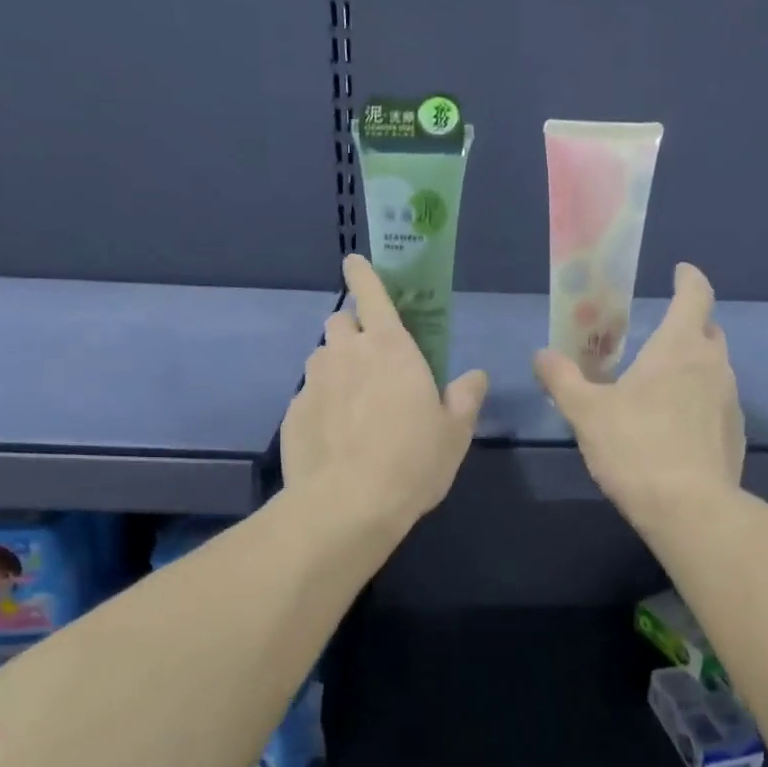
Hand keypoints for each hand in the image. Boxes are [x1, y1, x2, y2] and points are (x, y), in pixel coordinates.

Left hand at [281, 254, 487, 530]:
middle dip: (353, 330)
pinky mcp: (293, 413)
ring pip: (322, 358)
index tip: (354, 262)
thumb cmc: (413, 461)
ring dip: (337, 367)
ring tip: (353, 403)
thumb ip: (465, 397)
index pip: (372, 294)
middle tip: (371, 359)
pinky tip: (335, 436)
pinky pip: (308, 396)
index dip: (363, 274)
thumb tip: (475, 376)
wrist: (348, 504)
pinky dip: (321, 404)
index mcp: (390, 348)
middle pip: (341, 321)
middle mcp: (346, 354)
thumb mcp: (454, 432)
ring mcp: (313, 383)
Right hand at [534, 263, 744, 525]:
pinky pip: (717, 404)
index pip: (695, 295)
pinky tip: (676, 427)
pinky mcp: (736, 435)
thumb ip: (562, 379)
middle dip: (689, 324)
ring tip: (662, 384)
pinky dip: (699, 402)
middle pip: (708, 330)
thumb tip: (541, 355)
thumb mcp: (586, 412)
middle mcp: (714, 365)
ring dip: (693, 366)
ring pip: (714, 369)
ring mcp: (731, 401)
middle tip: (659, 334)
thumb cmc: (635, 447)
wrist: (689, 508)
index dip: (690, 279)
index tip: (681, 271)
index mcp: (680, 346)